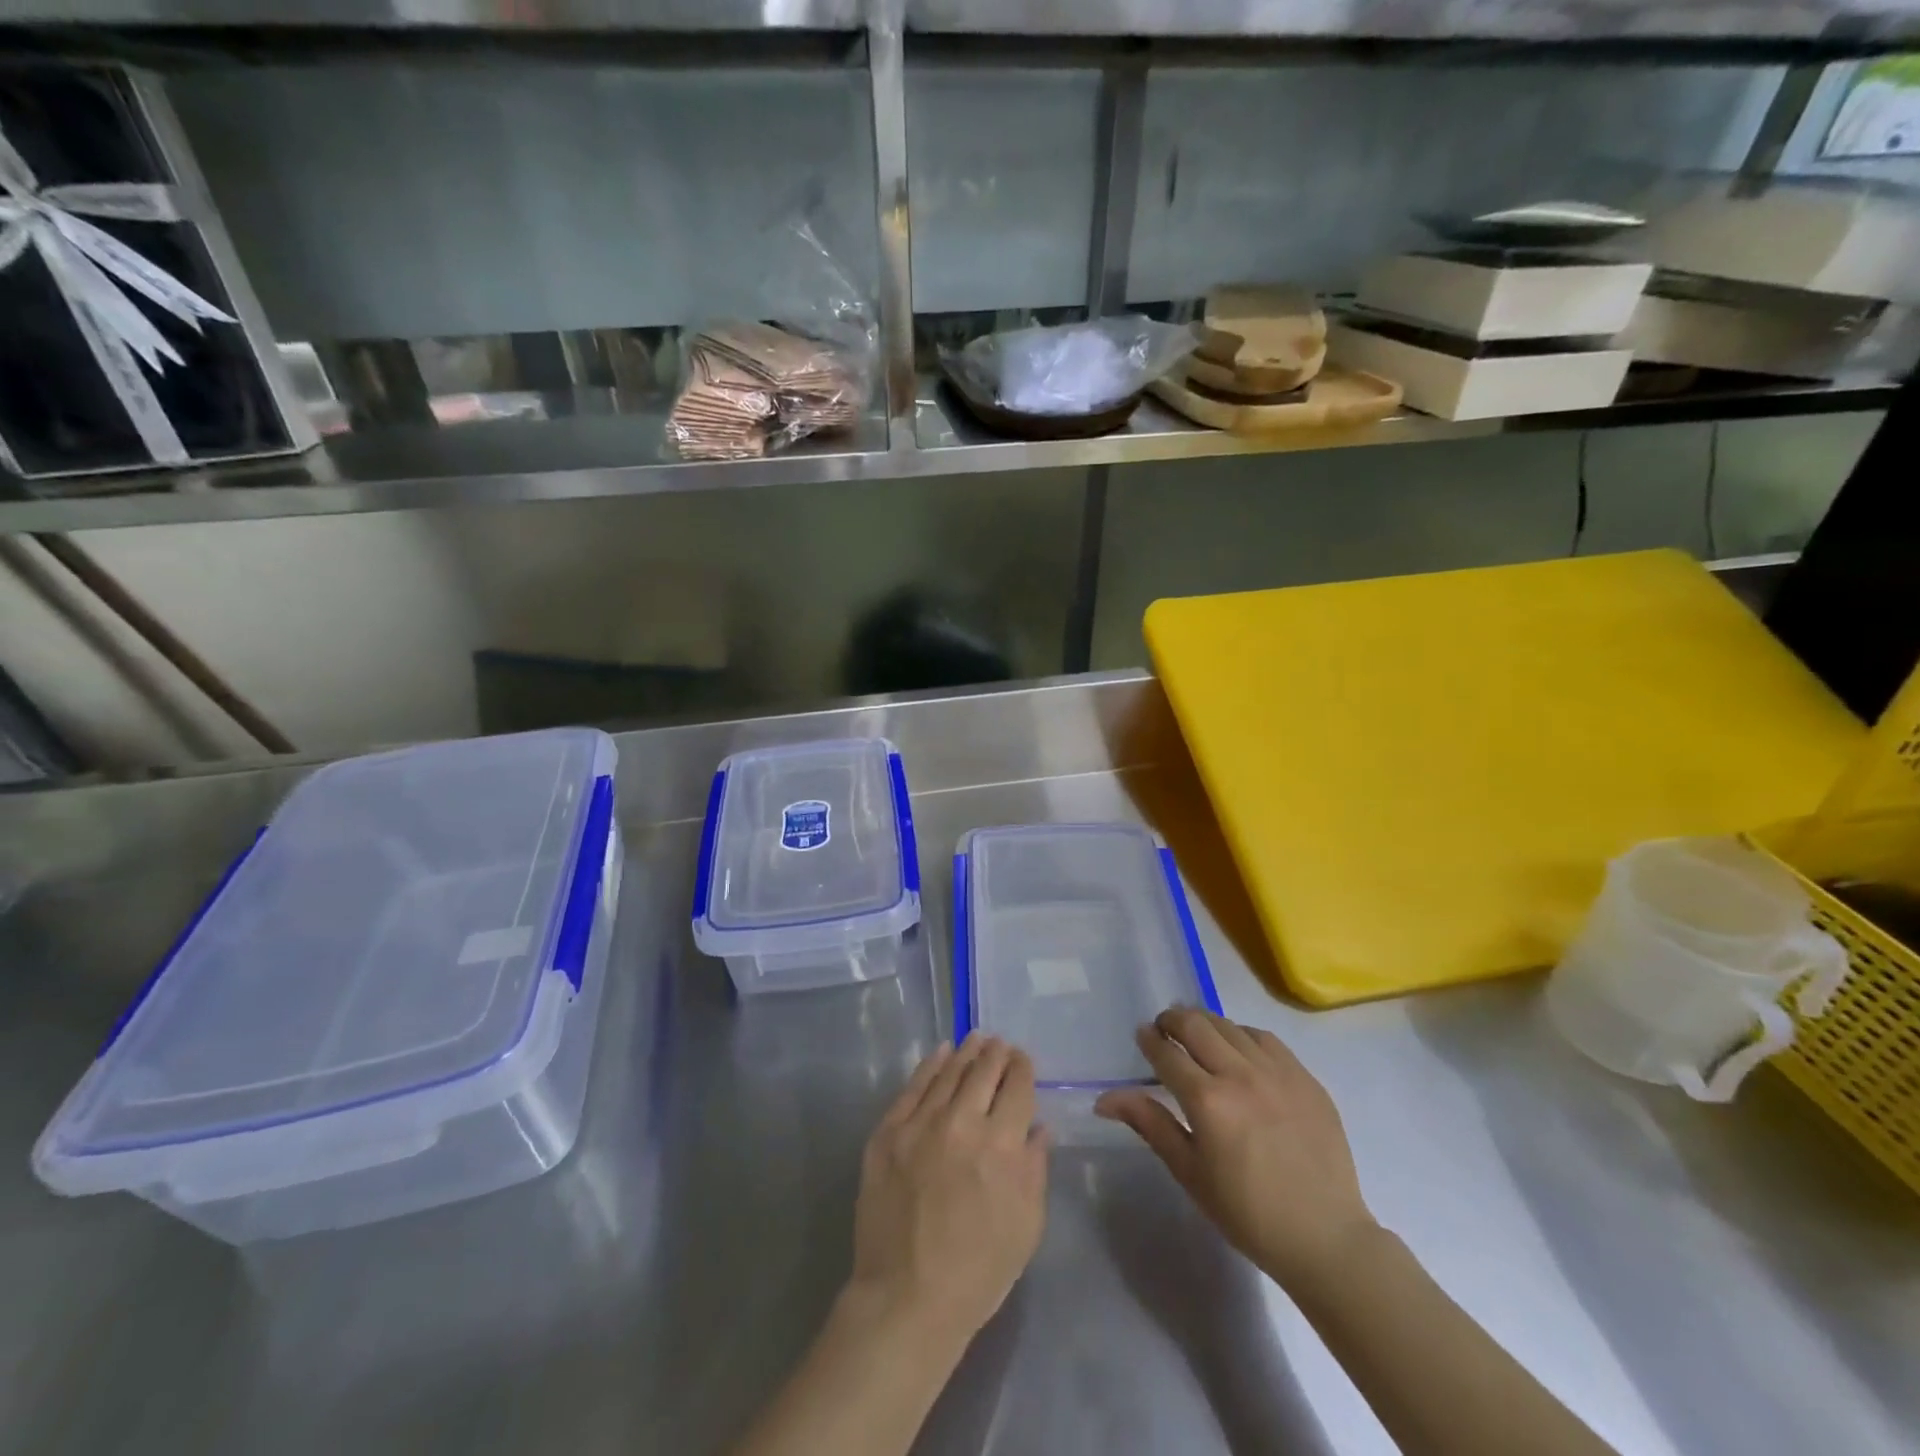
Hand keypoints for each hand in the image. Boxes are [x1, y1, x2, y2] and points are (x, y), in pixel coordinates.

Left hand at [846, 1034, 1048, 1345]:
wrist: (906, 1298)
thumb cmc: (978, 1271)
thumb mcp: (1026, 1225)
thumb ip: (1035, 1167)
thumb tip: (1040, 1126)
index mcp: (1001, 1145)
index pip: (1018, 1087)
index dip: (1022, 1068)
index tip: (1023, 1060)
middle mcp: (962, 1122)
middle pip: (984, 1071)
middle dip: (996, 1053)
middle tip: (1000, 1044)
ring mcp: (920, 1123)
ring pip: (949, 1072)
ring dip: (966, 1052)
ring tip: (975, 1039)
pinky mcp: (888, 1132)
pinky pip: (912, 1087)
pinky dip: (930, 1065)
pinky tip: (940, 1053)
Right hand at [1095, 1007, 1374, 1292]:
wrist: (1325, 1238)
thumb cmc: (1247, 1213)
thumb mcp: (1190, 1172)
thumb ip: (1149, 1124)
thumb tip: (1104, 1099)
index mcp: (1207, 1101)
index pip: (1166, 1052)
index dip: (1149, 1040)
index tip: (1143, 1037)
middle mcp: (1240, 1074)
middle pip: (1195, 1024)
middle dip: (1173, 1020)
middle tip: (1165, 1029)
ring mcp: (1277, 1072)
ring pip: (1230, 1026)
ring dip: (1206, 1024)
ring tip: (1199, 1037)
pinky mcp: (1304, 1077)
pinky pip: (1265, 1039)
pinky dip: (1243, 1036)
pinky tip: (1239, 1051)